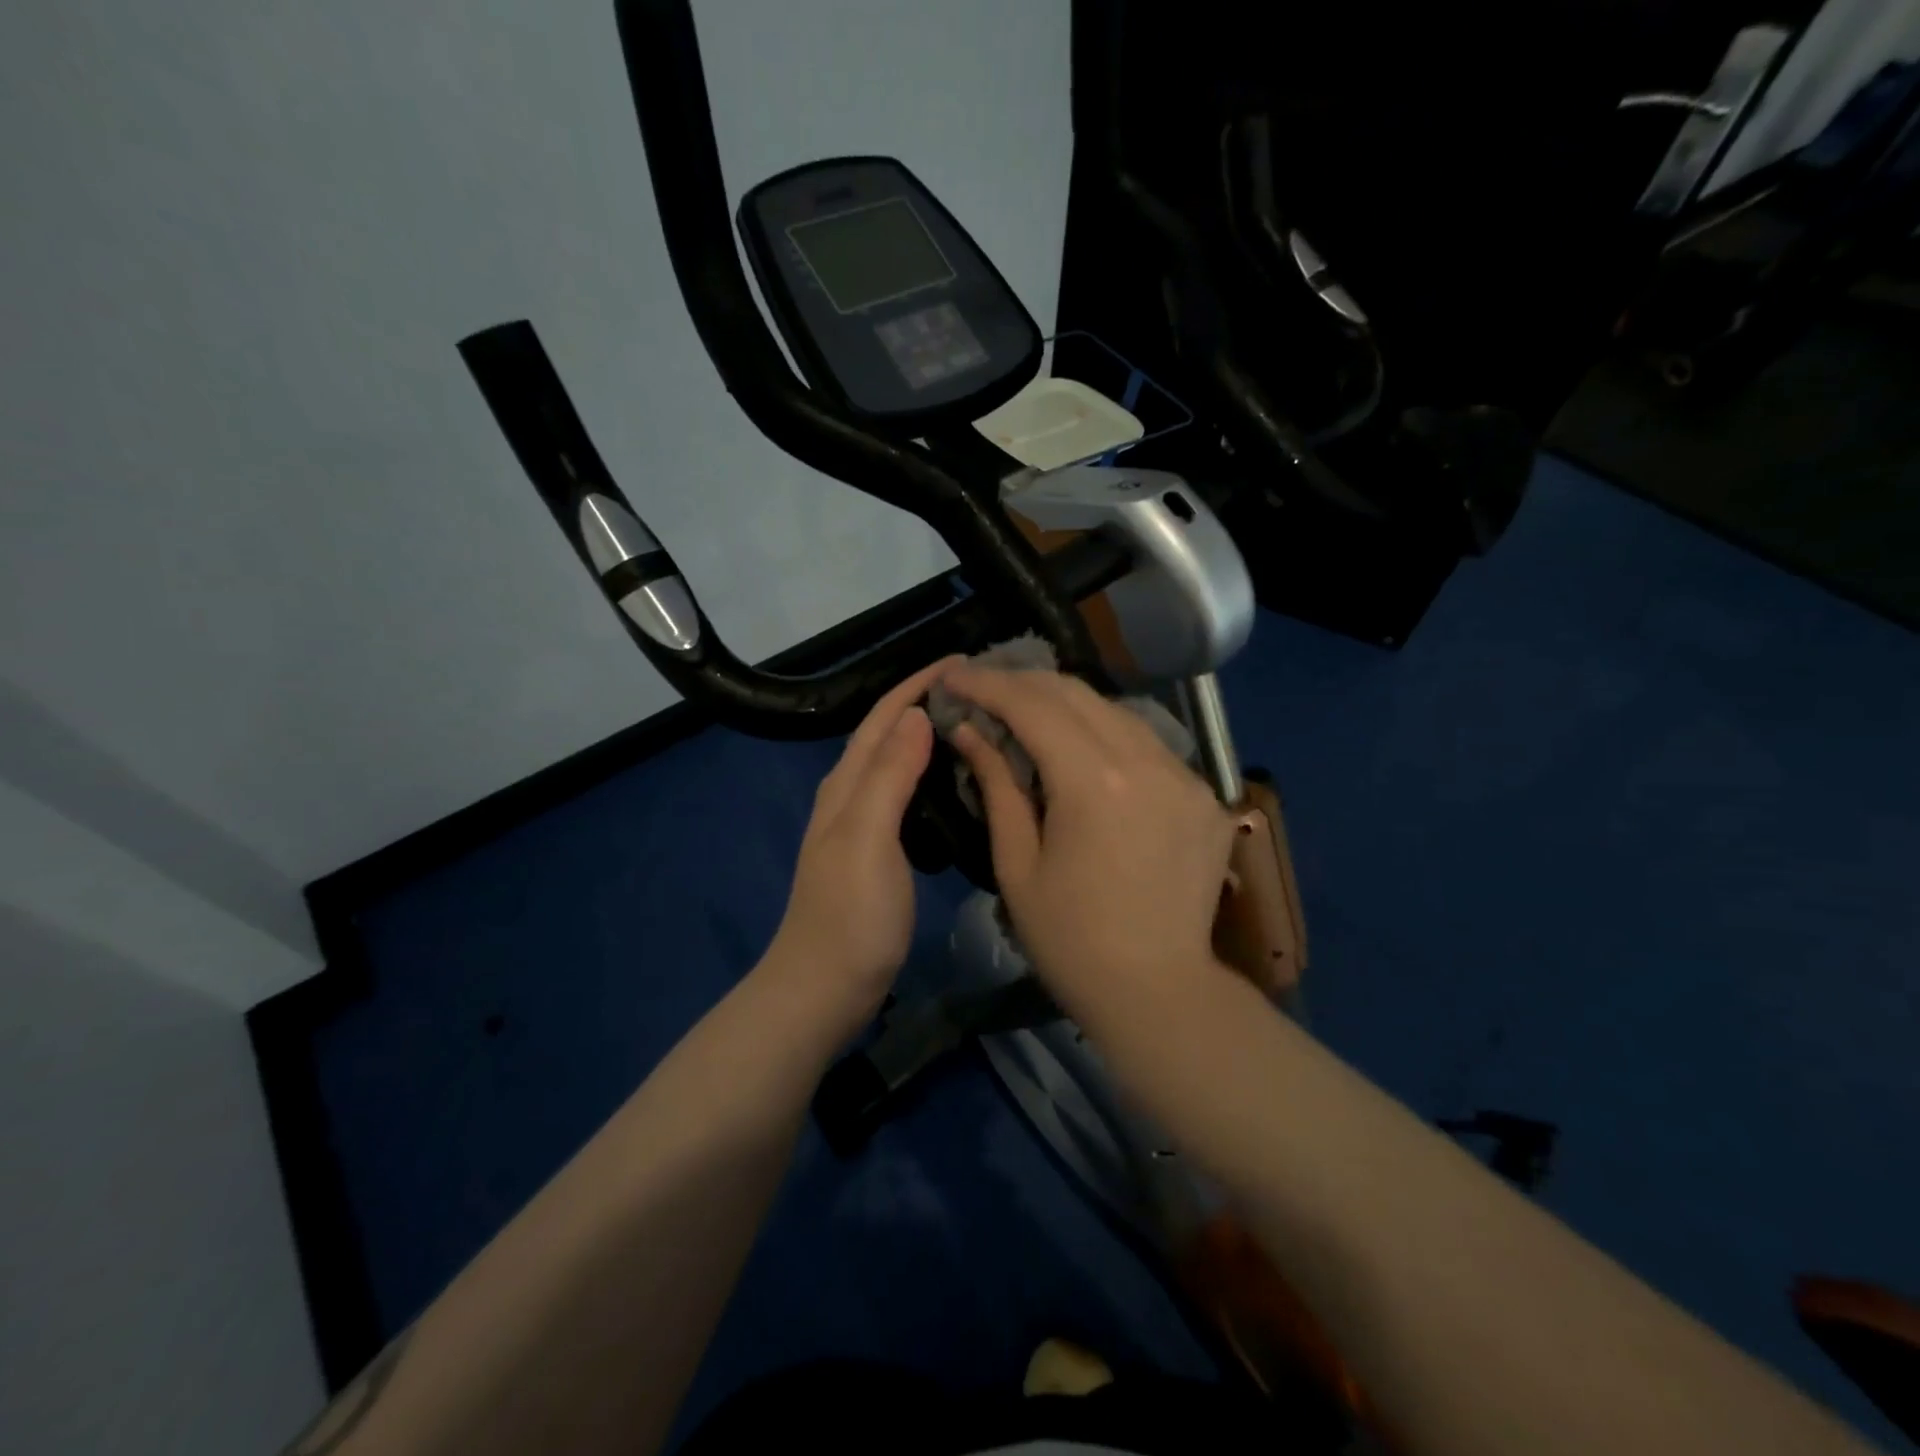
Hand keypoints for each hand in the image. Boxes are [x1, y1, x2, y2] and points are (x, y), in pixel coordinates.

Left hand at [761, 658, 956, 1040]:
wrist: (824, 988)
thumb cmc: (850, 914)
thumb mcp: (868, 838)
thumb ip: (890, 776)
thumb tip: (917, 714)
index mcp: (848, 784)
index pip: (885, 716)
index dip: (919, 684)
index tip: (965, 661)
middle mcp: (851, 795)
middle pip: (890, 733)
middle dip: (928, 702)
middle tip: (983, 690)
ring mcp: (863, 825)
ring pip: (899, 763)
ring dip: (931, 736)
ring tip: (978, 725)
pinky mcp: (878, 852)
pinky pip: (907, 795)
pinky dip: (931, 776)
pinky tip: (958, 784)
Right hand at [944, 665, 1236, 1007]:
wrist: (1159, 992)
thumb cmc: (1071, 940)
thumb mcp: (1018, 864)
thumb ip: (997, 786)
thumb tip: (969, 731)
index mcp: (1095, 783)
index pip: (1033, 706)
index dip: (987, 684)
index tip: (954, 674)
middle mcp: (1148, 762)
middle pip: (1076, 694)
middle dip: (1023, 683)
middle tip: (984, 688)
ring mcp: (1186, 776)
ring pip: (1115, 712)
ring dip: (1066, 705)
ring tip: (1027, 713)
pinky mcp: (1205, 795)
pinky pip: (1147, 744)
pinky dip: (1106, 735)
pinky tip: (1083, 751)